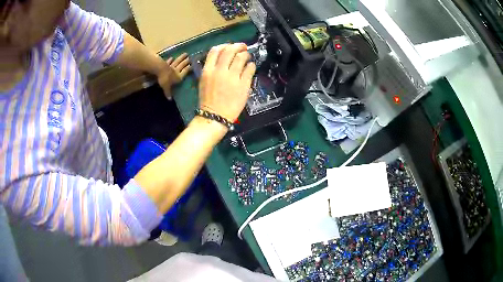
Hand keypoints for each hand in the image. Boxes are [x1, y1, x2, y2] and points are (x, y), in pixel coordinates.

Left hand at [157, 53, 190, 99]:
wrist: (159, 70)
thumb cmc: (165, 79)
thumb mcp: (166, 88)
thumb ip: (168, 92)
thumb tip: (170, 99)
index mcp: (179, 76)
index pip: (186, 71)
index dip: (189, 68)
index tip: (193, 65)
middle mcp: (176, 70)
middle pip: (182, 65)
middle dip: (187, 61)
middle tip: (191, 57)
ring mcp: (171, 66)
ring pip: (177, 61)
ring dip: (181, 58)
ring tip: (185, 54)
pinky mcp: (165, 64)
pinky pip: (168, 62)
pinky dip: (170, 60)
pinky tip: (172, 57)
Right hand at [198, 43, 255, 120]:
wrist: (215, 116)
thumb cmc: (208, 100)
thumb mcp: (204, 81)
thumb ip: (212, 69)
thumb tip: (223, 59)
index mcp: (208, 70)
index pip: (215, 50)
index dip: (224, 45)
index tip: (229, 46)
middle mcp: (220, 71)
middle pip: (230, 50)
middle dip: (238, 46)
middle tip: (243, 47)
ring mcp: (232, 77)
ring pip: (242, 57)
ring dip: (246, 54)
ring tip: (247, 57)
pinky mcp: (244, 84)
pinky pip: (250, 68)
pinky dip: (251, 65)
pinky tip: (250, 67)